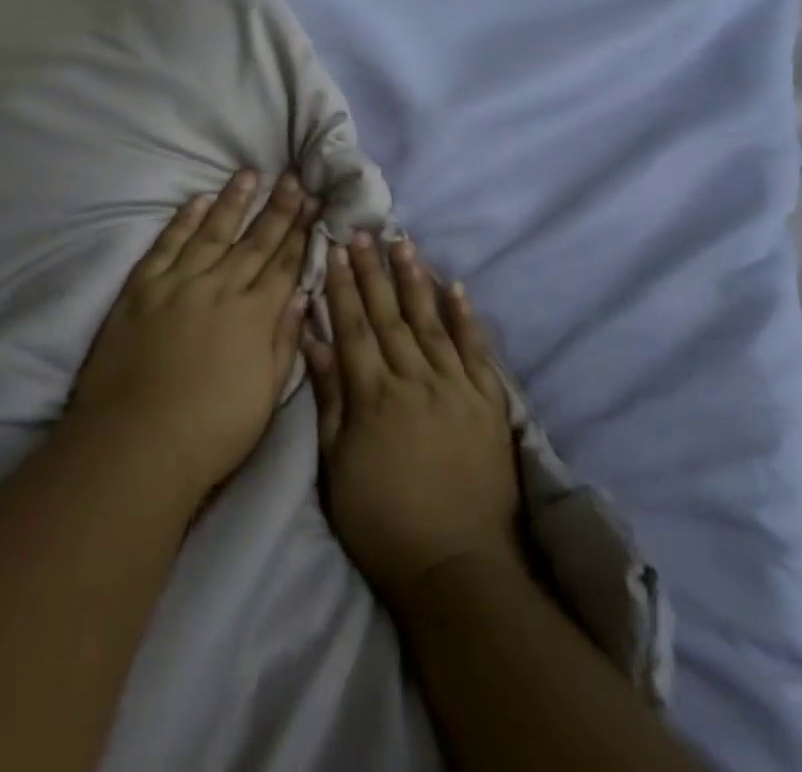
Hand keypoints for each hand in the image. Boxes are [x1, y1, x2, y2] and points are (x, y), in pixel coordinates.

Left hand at [68, 171, 315, 503]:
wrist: (136, 443)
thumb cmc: (211, 432)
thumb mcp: (265, 396)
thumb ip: (284, 342)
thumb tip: (302, 298)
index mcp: (254, 316)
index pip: (284, 264)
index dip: (301, 233)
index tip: (314, 204)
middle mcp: (221, 288)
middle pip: (255, 241)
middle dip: (278, 207)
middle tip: (294, 177)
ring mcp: (178, 283)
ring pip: (212, 231)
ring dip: (233, 201)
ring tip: (250, 173)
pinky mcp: (142, 286)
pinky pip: (167, 243)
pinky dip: (183, 219)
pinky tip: (198, 199)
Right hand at [305, 234, 522, 602]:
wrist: (458, 569)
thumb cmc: (383, 523)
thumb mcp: (337, 467)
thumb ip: (329, 400)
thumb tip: (314, 342)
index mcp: (373, 396)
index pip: (353, 327)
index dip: (341, 286)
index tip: (332, 249)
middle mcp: (414, 380)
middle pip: (388, 315)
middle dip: (372, 270)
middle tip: (363, 231)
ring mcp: (455, 388)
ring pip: (430, 321)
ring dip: (414, 279)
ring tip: (402, 242)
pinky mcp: (487, 403)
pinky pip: (476, 350)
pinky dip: (466, 317)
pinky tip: (455, 286)